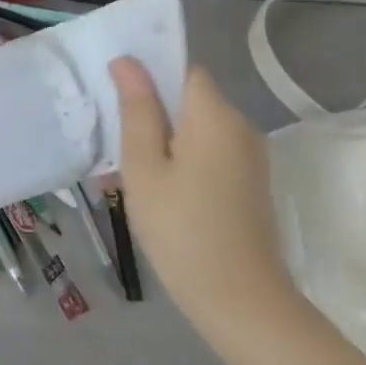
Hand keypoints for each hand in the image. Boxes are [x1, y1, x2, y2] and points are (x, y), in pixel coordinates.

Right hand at [109, 59, 294, 329]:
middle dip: (153, 108)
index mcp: (215, 116)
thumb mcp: (144, 167)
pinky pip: (210, 151)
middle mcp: (240, 127)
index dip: (151, 72)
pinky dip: (183, 157)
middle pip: (191, 97)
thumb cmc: (182, 230)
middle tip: (115, 136)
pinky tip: (159, 188)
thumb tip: (128, 61)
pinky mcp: (250, 183)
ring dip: (166, 136)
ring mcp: (250, 157)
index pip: (183, 70)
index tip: (118, 94)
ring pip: (198, 127)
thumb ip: (137, 109)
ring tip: (130, 167)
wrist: (242, 303)